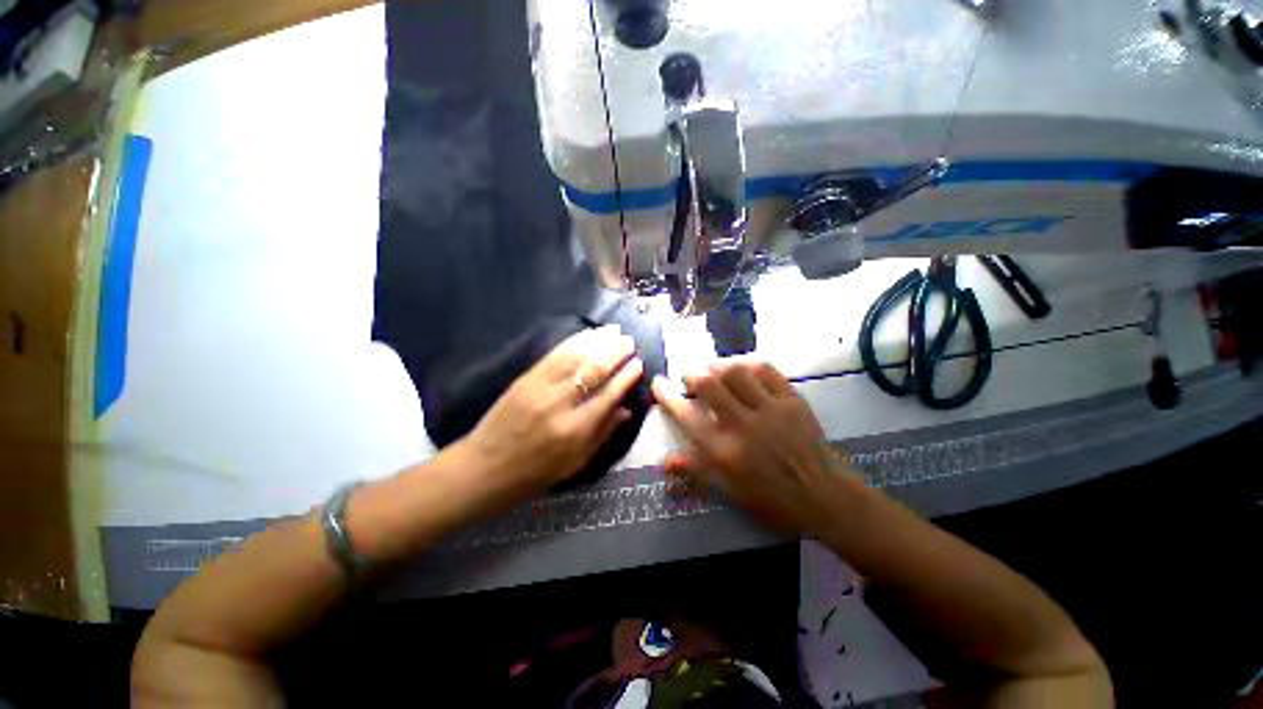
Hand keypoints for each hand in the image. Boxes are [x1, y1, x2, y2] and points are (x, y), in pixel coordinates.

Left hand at [463, 325, 644, 496]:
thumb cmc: (535, 473)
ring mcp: (540, 388)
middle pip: (594, 371)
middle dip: (616, 353)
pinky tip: (587, 334)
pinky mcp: (525, 379)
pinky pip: (554, 354)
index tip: (639, 364)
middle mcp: (560, 405)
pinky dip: (574, 341)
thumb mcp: (576, 463)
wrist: (484, 469)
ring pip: (575, 357)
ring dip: (598, 341)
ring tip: (614, 331)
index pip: (608, 395)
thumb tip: (627, 409)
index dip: (626, 377)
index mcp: (575, 431)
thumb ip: (603, 434)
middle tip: (630, 341)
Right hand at [651, 360, 856, 533]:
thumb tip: (665, 461)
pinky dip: (748, 364)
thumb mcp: (729, 491)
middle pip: (709, 385)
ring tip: (713, 369)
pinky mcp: (792, 400)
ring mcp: (770, 409)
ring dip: (718, 365)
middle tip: (689, 375)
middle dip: (692, 374)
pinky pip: (766, 370)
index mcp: (725, 451)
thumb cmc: (771, 498)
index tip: (658, 382)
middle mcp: (743, 425)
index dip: (667, 395)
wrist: (823, 495)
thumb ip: (696, 470)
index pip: (686, 415)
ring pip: (736, 372)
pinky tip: (742, 367)